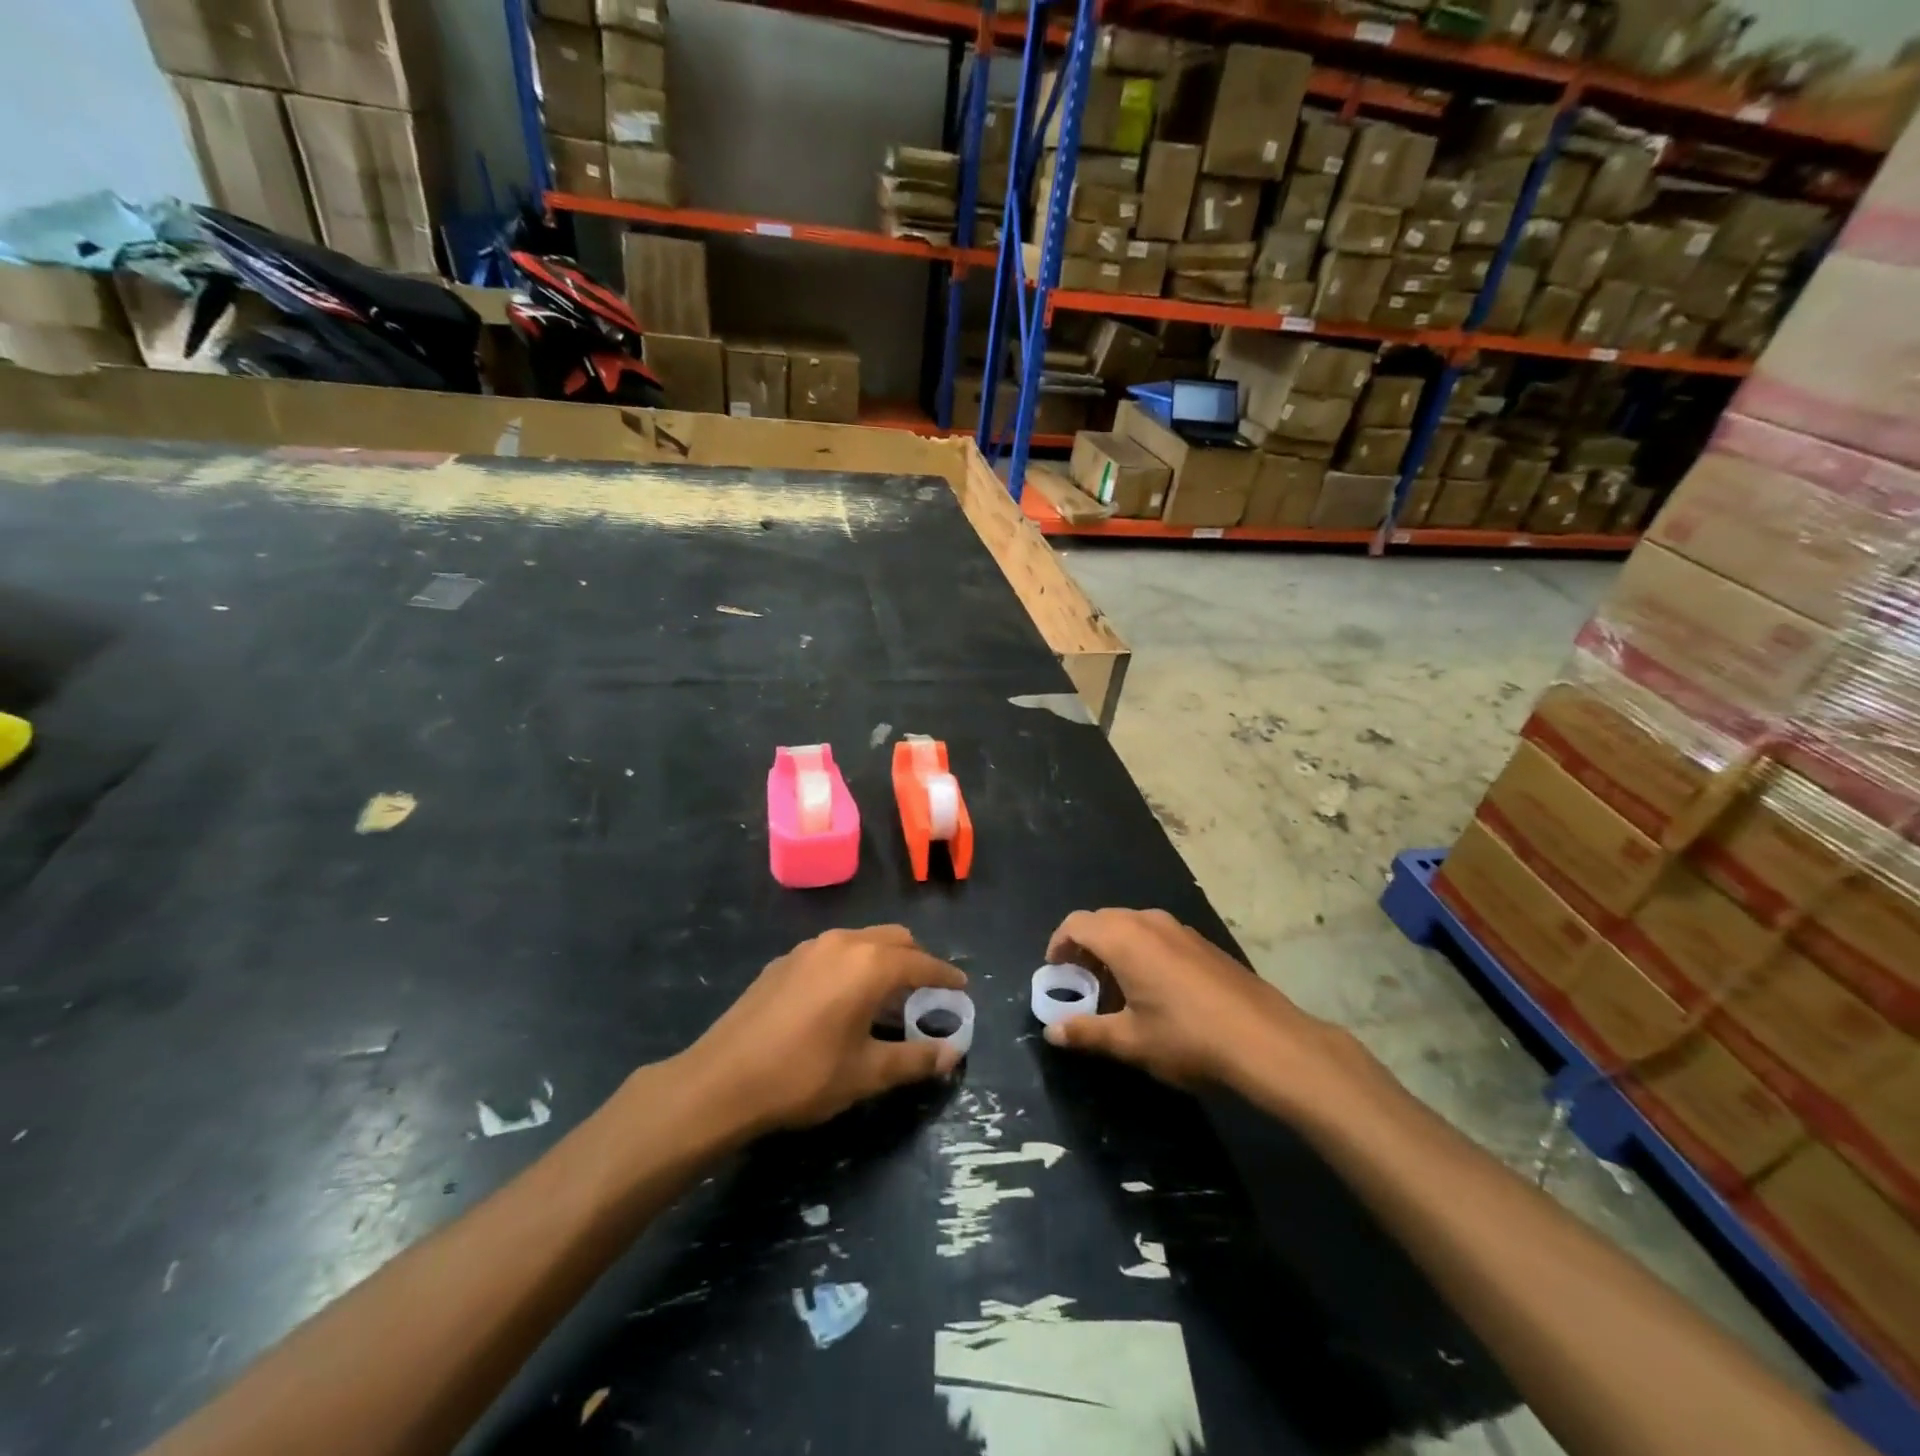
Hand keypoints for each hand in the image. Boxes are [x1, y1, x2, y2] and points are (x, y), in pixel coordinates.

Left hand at [685, 925, 966, 1133]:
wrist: (721, 1081)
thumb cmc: (803, 1076)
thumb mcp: (866, 1073)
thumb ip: (914, 1059)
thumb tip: (952, 1054)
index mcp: (869, 964)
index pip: (922, 963)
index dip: (946, 976)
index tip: (962, 988)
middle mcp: (843, 942)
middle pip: (894, 939)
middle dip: (917, 961)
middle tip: (927, 993)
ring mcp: (809, 948)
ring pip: (861, 941)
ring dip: (883, 961)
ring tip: (887, 998)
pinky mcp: (784, 961)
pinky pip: (833, 952)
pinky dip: (852, 965)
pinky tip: (842, 1000)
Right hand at [1041, 908, 1346, 1095]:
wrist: (1266, 1041)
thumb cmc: (1187, 1038)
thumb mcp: (1130, 1041)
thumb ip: (1086, 1032)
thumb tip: (1052, 1032)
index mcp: (1124, 938)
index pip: (1076, 924)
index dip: (1058, 945)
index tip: (1055, 973)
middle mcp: (1149, 922)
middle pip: (1103, 921)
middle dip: (1085, 948)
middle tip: (1081, 984)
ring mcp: (1180, 929)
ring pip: (1132, 927)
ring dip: (1114, 950)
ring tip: (1115, 991)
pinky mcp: (1203, 943)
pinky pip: (1158, 936)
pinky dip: (1141, 953)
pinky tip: (1154, 991)